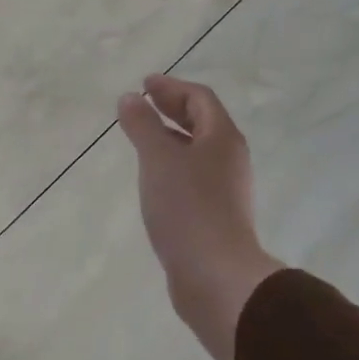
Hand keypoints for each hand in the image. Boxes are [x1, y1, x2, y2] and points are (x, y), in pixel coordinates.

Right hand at [117, 75, 283, 359]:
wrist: (215, 276)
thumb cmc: (187, 207)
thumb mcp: (158, 158)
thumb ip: (142, 125)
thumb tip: (130, 98)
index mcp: (222, 138)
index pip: (200, 98)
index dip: (171, 87)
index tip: (144, 83)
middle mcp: (229, 159)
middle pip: (202, 123)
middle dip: (172, 109)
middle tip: (143, 103)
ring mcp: (225, 190)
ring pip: (197, 151)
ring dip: (171, 137)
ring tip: (142, 138)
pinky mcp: (215, 215)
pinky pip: (192, 177)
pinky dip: (172, 165)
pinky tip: (153, 178)